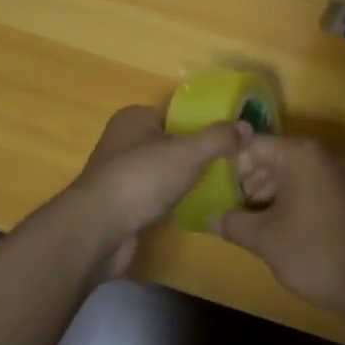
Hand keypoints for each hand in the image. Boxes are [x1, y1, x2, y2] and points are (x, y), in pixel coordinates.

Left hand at [55, 105, 249, 278]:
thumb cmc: (141, 179)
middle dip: (197, 155)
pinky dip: (172, 202)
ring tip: (220, 187)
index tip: (230, 139)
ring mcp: (120, 174)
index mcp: (134, 118)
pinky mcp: (122, 205)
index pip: (176, 114)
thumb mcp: (187, 153)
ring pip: (164, 172)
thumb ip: (218, 138)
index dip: (202, 125)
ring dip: (185, 181)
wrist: (98, 231)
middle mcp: (124, 141)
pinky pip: (156, 197)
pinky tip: (195, 210)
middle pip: (171, 143)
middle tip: (230, 166)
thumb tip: (247, 126)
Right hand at [217, 136, 344, 320]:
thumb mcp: (264, 239)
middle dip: (247, 181)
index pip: (251, 144)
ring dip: (267, 193)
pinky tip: (275, 225)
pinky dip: (288, 199)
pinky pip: (307, 185)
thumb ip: (232, 222)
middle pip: (271, 157)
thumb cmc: (312, 252)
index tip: (211, 186)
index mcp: (299, 154)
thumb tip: (208, 217)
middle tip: (227, 207)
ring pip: (289, 173)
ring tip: (247, 221)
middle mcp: (319, 155)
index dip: (228, 164)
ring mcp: (336, 173)